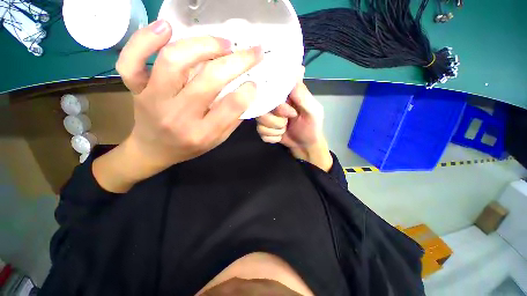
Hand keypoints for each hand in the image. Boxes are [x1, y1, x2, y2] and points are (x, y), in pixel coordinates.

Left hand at [92, 20, 261, 191]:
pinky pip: (131, 61)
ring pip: (174, 61)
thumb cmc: (189, 147)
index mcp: (202, 133)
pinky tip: (166, 28)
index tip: (253, 82)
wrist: (153, 150)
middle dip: (236, 62)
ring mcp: (153, 99)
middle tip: (251, 53)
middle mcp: (179, 116)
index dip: (246, 91)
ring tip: (223, 43)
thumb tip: (246, 94)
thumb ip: (232, 120)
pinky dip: (144, 39)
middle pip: (208, 80)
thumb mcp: (216, 140)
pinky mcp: (136, 88)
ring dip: (203, 45)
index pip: (230, 107)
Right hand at [256, 69, 332, 170]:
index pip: (270, 92)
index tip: (290, 113)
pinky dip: (273, 137)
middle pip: (262, 110)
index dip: (278, 106)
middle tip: (288, 122)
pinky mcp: (263, 129)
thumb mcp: (312, 110)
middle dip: (277, 121)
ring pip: (260, 124)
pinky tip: (280, 136)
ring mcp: (266, 118)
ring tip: (285, 129)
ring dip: (276, 130)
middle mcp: (272, 104)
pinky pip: (261, 133)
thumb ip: (302, 94)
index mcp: (283, 96)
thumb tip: (297, 68)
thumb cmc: (311, 126)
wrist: (305, 145)